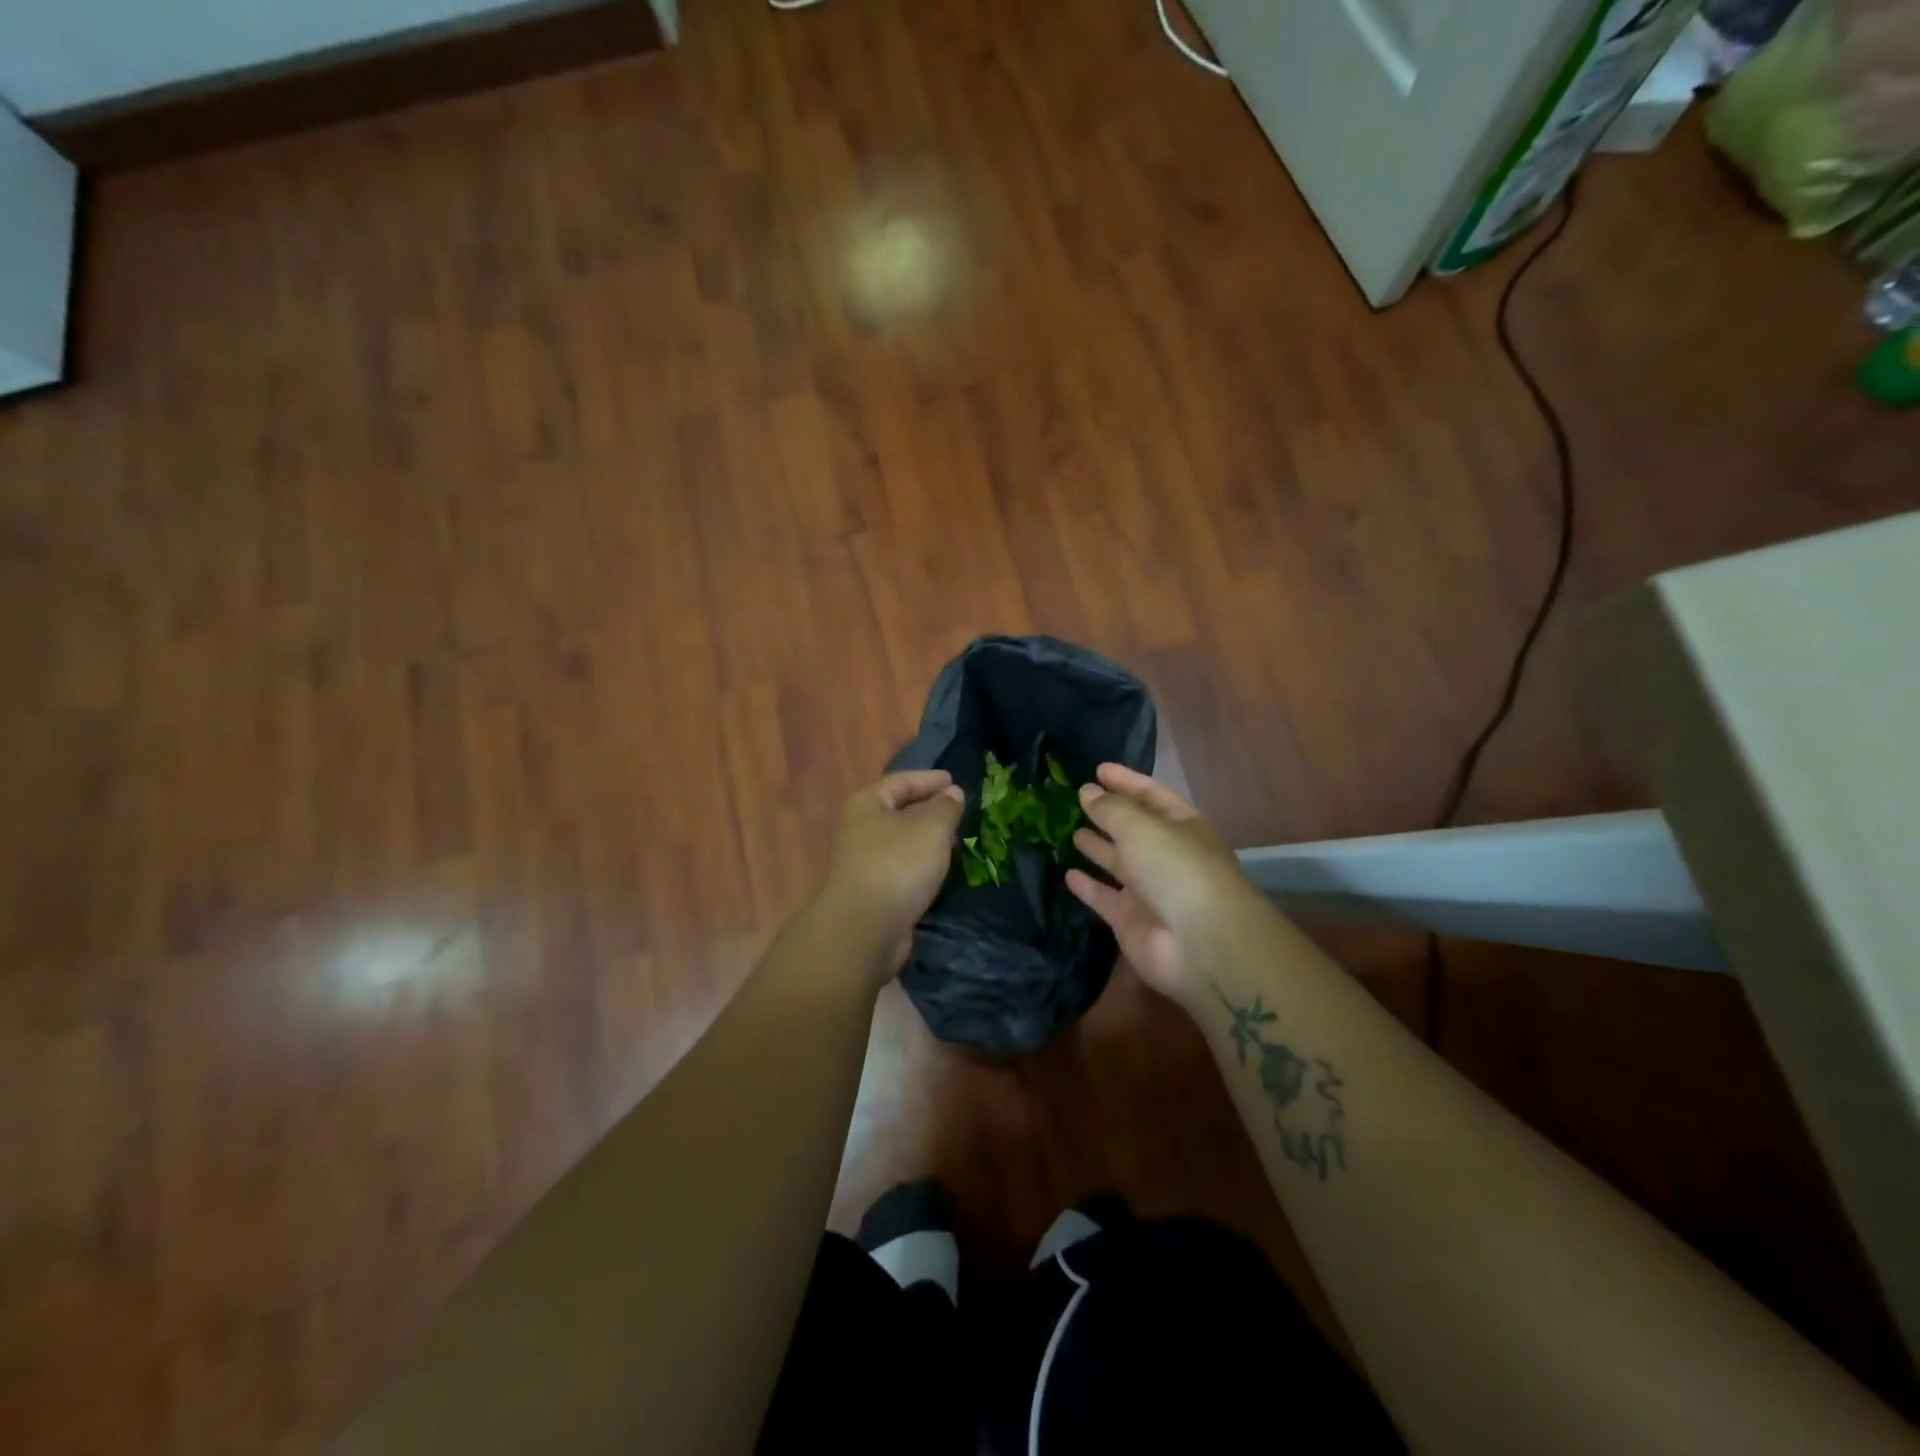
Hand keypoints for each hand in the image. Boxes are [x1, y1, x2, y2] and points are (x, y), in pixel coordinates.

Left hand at [818, 770, 965, 976]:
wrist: (864, 929)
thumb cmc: (897, 864)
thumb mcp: (931, 827)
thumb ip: (945, 806)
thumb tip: (951, 792)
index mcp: (867, 804)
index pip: (900, 781)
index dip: (929, 779)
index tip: (954, 781)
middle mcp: (859, 829)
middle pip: (898, 811)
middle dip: (929, 810)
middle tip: (959, 813)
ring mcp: (862, 863)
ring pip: (901, 843)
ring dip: (927, 841)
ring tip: (957, 842)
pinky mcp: (871, 893)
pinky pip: (901, 869)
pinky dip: (921, 866)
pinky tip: (941, 872)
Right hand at [1066, 764, 1262, 1000]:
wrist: (1200, 945)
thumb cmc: (1176, 870)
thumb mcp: (1141, 827)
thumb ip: (1110, 809)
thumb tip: (1087, 791)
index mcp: (1183, 826)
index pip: (1152, 795)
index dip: (1126, 781)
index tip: (1098, 769)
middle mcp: (1167, 855)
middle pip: (1134, 829)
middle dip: (1109, 814)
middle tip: (1076, 799)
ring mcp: (1150, 890)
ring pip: (1118, 862)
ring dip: (1098, 847)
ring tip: (1070, 831)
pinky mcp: (1131, 920)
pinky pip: (1105, 897)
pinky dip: (1088, 886)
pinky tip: (1067, 874)